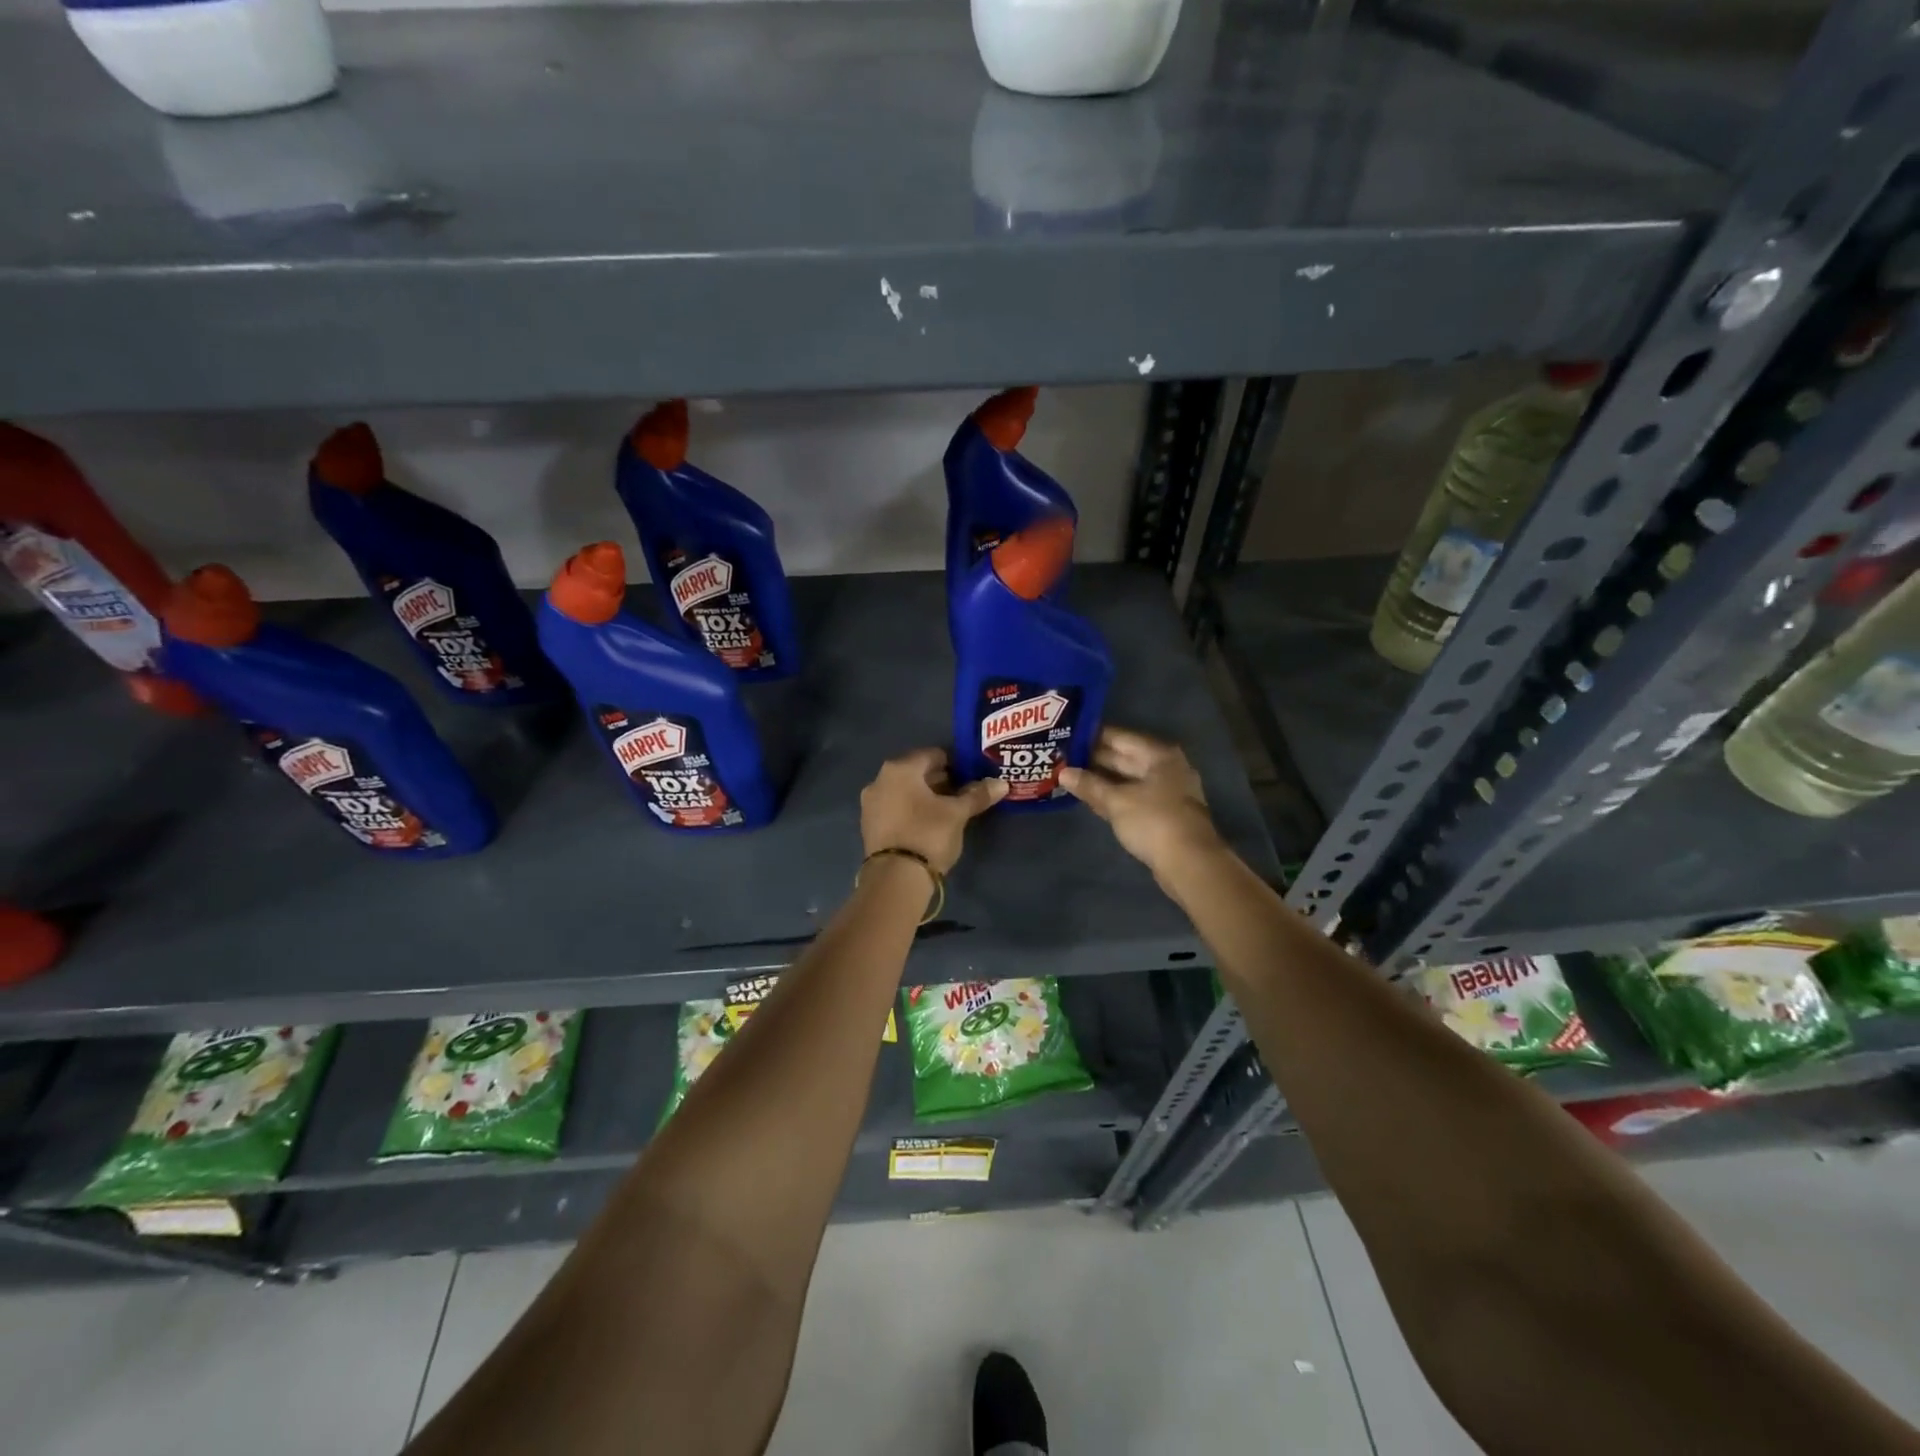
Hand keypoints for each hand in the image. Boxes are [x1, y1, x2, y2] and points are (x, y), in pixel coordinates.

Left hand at [860, 748, 1006, 872]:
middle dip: (940, 781)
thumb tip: (1001, 783)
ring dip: (925, 797)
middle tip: (963, 794)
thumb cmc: (928, 834)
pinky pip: (895, 808)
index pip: (934, 755)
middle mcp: (880, 779)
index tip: (971, 777)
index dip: (956, 764)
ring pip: (905, 791)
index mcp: (900, 768)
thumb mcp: (957, 814)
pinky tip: (928, 824)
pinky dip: (912, 811)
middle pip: (917, 772)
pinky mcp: (869, 826)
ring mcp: (871, 803)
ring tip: (949, 811)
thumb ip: (978, 795)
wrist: (895, 878)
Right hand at [1060, 727, 1222, 880]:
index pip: (1120, 737)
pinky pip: (1133, 797)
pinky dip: (1114, 796)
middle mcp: (1165, 768)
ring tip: (1070, 776)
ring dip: (1102, 780)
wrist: (1190, 863)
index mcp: (1158, 755)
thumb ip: (1089, 785)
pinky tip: (1091, 798)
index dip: (1092, 736)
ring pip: (1128, 779)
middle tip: (1062, 758)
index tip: (1067, 736)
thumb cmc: (1153, 821)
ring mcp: (1166, 792)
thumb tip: (1063, 772)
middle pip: (1125, 757)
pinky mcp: (1163, 814)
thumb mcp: (1116, 801)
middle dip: (1094, 759)